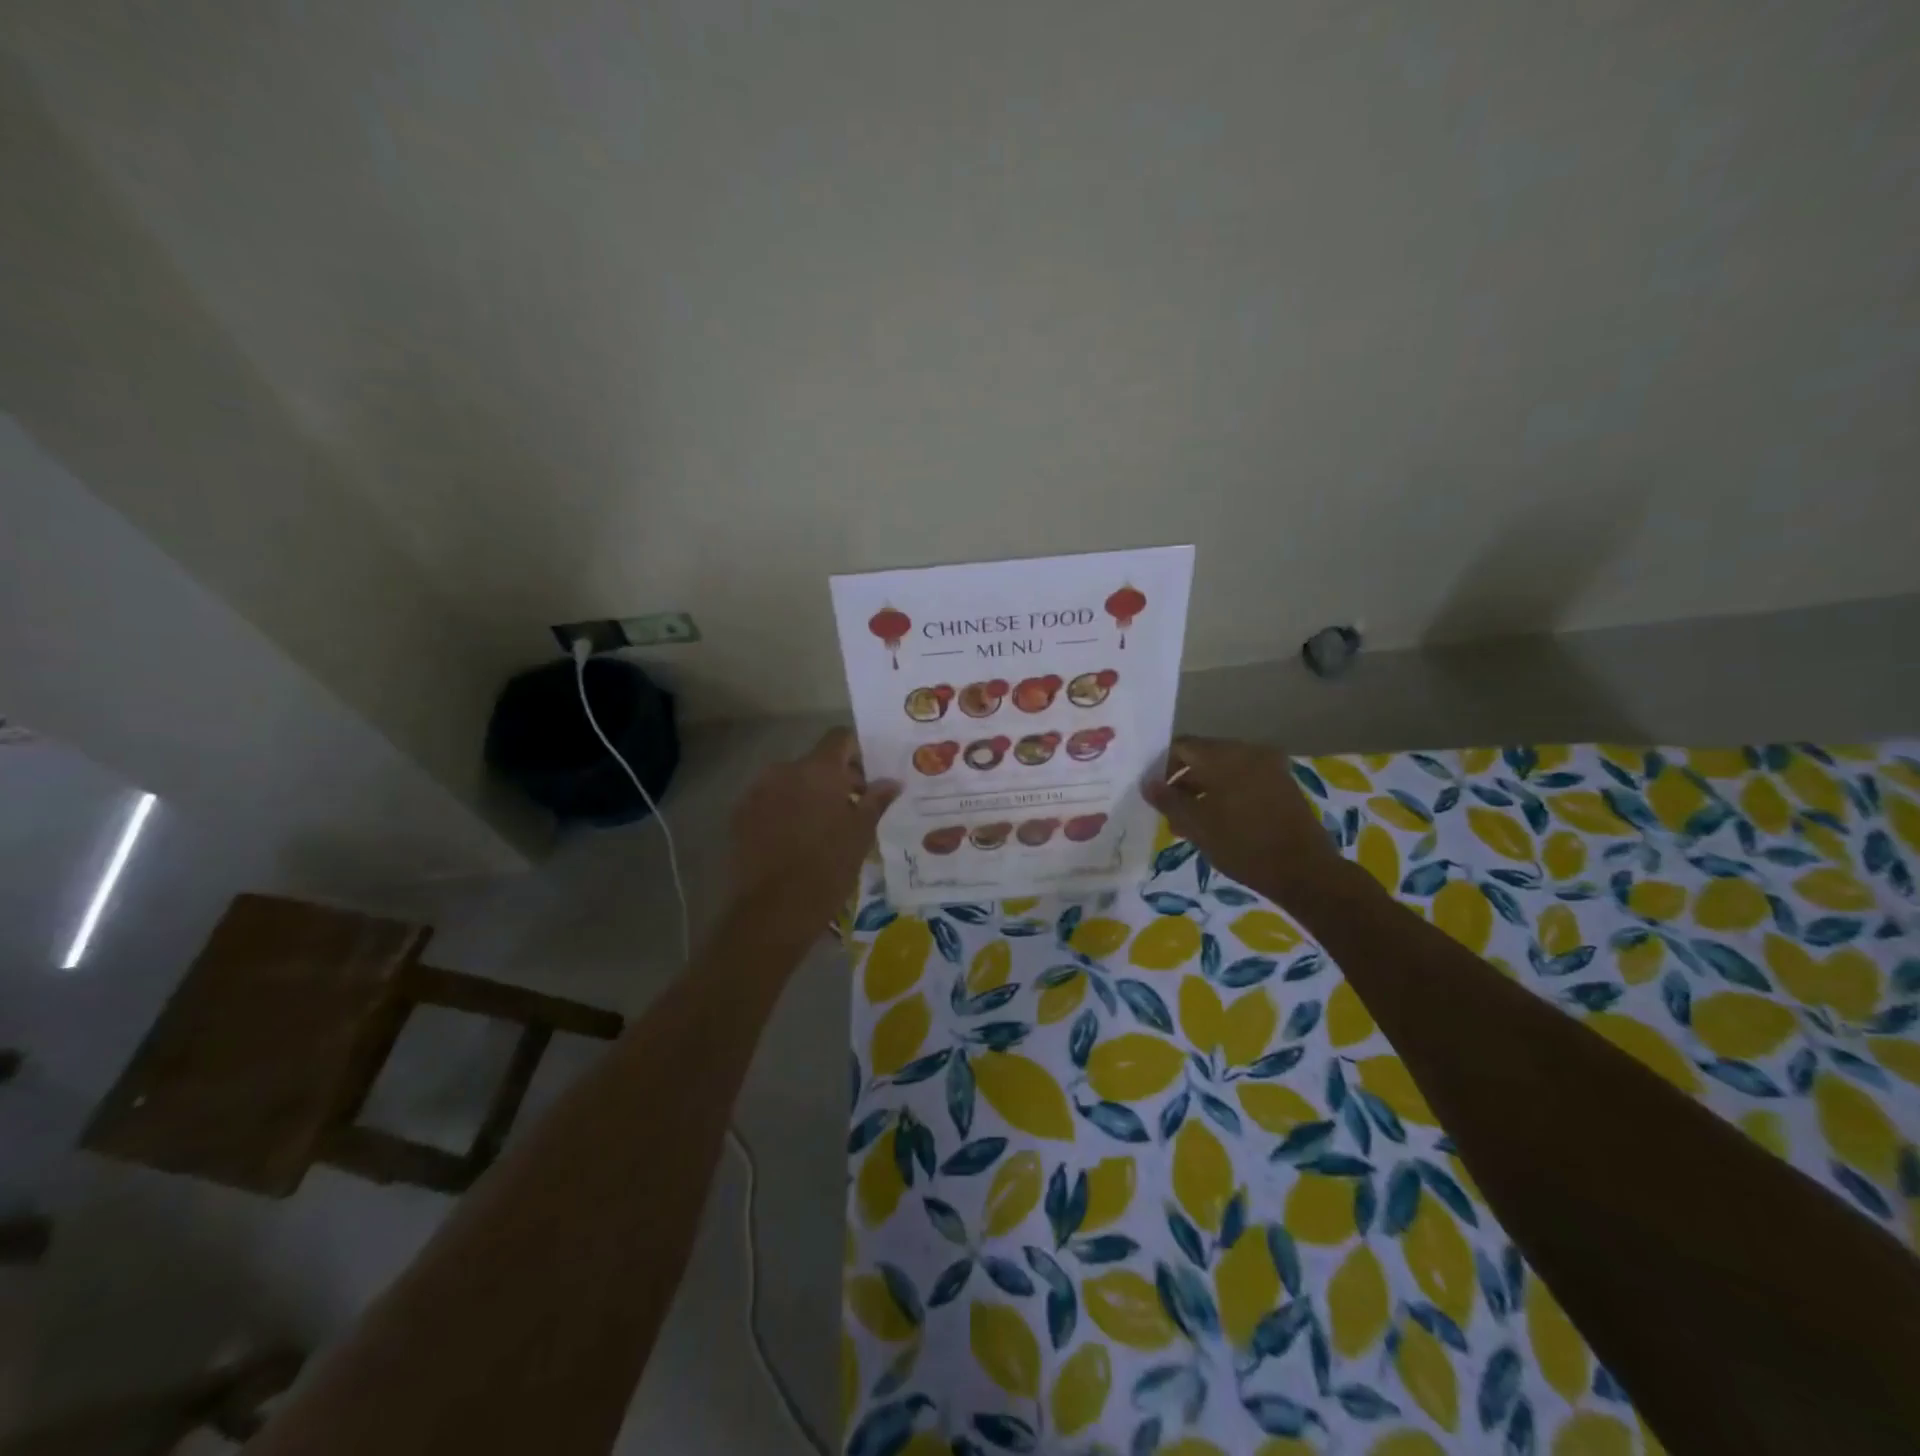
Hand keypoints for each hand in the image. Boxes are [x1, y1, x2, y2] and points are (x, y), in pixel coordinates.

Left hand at [727, 728, 899, 935]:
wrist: (772, 912)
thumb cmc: (827, 869)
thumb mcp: (860, 835)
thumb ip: (876, 801)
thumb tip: (892, 782)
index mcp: (818, 770)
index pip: (840, 738)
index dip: (857, 752)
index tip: (869, 777)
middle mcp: (784, 770)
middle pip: (815, 762)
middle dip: (835, 779)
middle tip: (853, 808)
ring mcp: (757, 791)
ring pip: (791, 782)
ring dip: (809, 795)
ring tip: (824, 827)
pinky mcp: (739, 815)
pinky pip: (770, 801)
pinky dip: (785, 810)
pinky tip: (796, 840)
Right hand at [1143, 736, 1345, 906]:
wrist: (1304, 871)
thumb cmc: (1243, 846)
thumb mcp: (1196, 826)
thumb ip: (1168, 801)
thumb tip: (1148, 783)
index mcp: (1224, 756)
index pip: (1182, 747)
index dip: (1162, 767)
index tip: (1155, 794)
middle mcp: (1248, 752)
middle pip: (1204, 756)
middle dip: (1183, 781)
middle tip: (1171, 812)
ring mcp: (1269, 766)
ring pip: (1224, 769)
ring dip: (1204, 790)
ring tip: (1192, 823)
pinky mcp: (1283, 783)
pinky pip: (1245, 779)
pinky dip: (1227, 793)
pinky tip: (1220, 821)